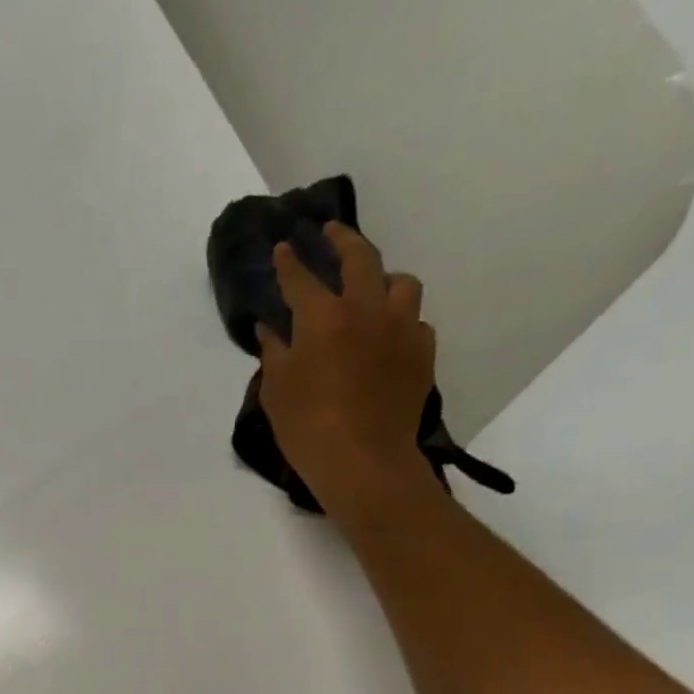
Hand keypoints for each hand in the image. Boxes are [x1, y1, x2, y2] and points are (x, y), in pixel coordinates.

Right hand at [256, 223, 438, 508]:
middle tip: (331, 232)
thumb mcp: (276, 391)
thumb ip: (274, 352)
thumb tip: (271, 328)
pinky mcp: (422, 352)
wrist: (363, 461)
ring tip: (372, 287)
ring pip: (401, 282)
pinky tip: (388, 335)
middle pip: (360, 258)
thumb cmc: (307, 427)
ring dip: (383, 278)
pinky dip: (399, 320)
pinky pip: (415, 321)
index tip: (284, 246)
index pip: (301, 277)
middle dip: (342, 240)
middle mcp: (366, 310)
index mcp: (323, 318)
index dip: (290, 261)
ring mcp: (401, 328)